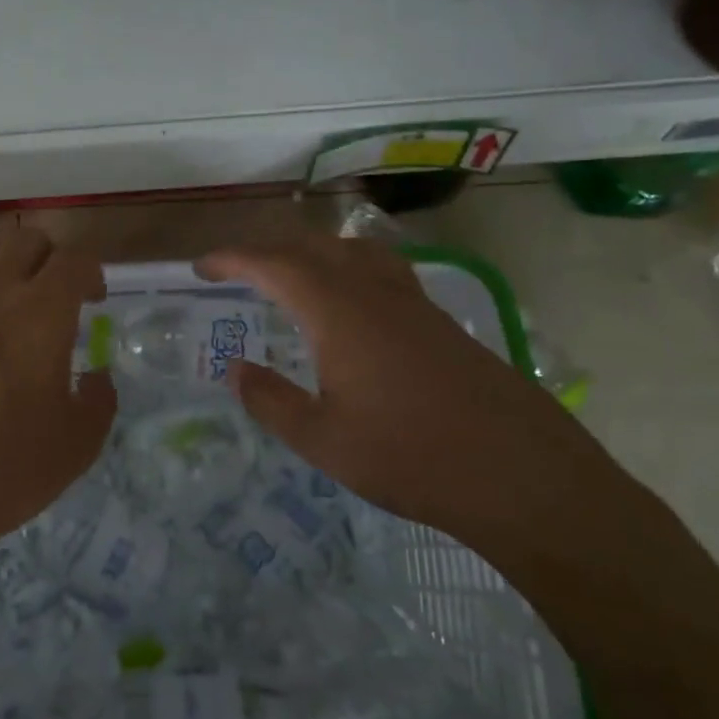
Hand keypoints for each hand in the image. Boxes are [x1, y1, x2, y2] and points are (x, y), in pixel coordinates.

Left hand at [0, 228, 115, 577]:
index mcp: (41, 315)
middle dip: (49, 259)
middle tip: (53, 296)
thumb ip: (100, 401)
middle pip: (26, 239)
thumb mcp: (77, 447)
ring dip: (1, 267)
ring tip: (3, 302)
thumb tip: (97, 376)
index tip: (93, 301)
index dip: (92, 272)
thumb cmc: (0, 472)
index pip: (75, 260)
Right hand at [198, 235, 640, 560]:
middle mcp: (374, 291)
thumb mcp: (322, 440)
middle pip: (313, 246)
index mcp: (338, 311)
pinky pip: (381, 271)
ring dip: (312, 252)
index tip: (201, 267)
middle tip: (236, 270)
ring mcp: (413, 302)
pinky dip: (346, 268)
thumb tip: (236, 370)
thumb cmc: (409, 457)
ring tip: (289, 274)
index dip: (233, 259)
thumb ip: (271, 401)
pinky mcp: (439, 321)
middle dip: (267, 249)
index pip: (274, 264)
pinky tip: (349, 305)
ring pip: (353, 251)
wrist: (517, 472)